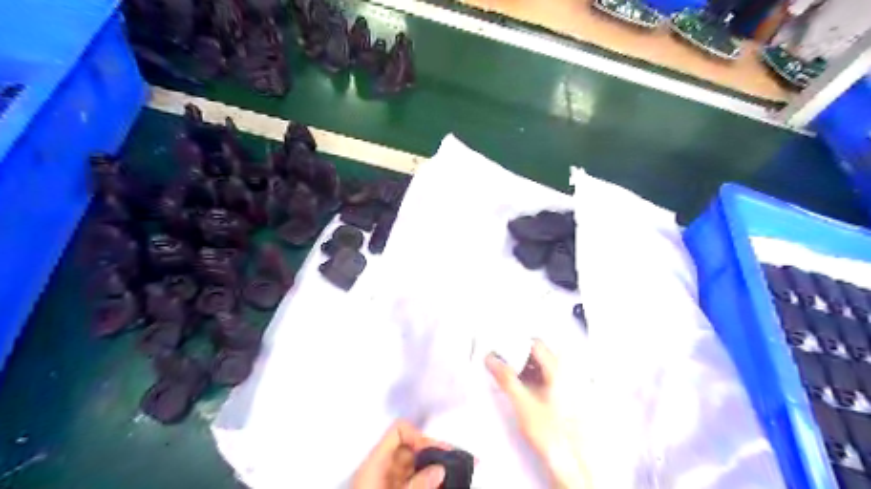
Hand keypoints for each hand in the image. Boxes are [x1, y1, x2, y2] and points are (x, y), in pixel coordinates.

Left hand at [352, 420, 447, 488]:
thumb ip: (418, 485)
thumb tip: (438, 468)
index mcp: (374, 464)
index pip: (399, 431)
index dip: (419, 437)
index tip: (437, 453)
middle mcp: (378, 470)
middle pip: (409, 449)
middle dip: (430, 455)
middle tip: (450, 466)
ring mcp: (384, 484)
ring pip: (412, 467)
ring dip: (430, 471)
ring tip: (448, 479)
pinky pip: (410, 481)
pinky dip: (424, 483)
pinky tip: (438, 486)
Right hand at [486, 339, 587, 487]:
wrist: (570, 461)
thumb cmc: (554, 435)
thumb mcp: (523, 403)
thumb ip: (506, 378)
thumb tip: (492, 360)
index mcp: (558, 370)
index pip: (536, 343)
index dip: (516, 343)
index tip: (502, 349)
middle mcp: (566, 374)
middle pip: (540, 353)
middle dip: (519, 355)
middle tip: (503, 361)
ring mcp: (568, 385)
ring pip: (543, 365)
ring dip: (525, 366)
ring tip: (510, 375)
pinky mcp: (565, 396)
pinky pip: (547, 378)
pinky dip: (533, 377)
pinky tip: (523, 387)